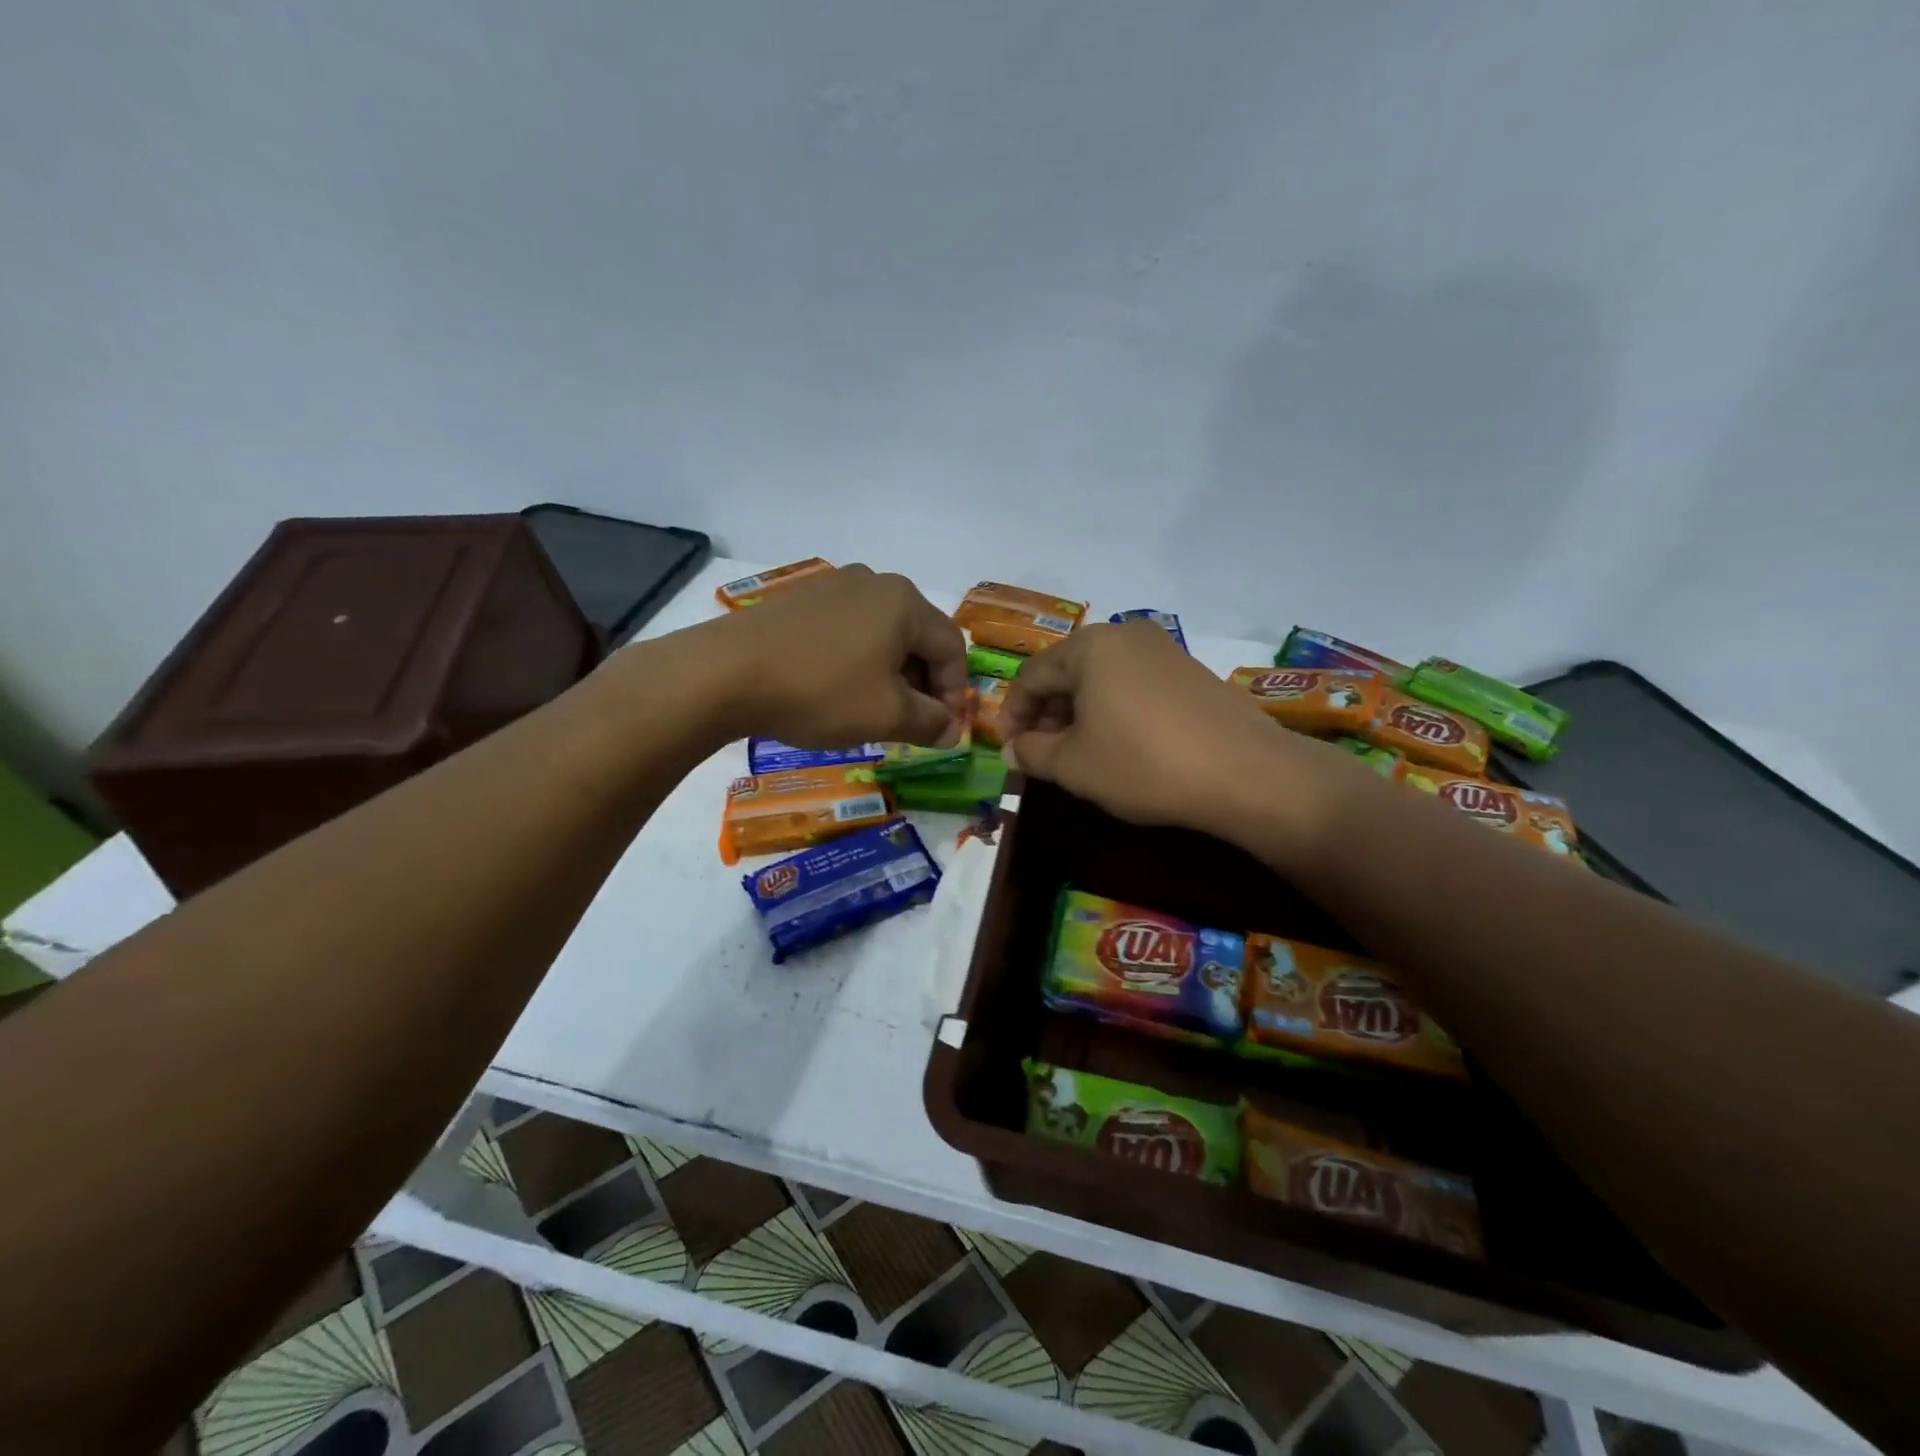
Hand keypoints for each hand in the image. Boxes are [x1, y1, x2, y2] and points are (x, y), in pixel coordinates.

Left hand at [701, 565, 968, 747]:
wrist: (725, 673)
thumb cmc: (820, 691)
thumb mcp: (886, 715)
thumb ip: (930, 723)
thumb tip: (951, 730)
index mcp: (905, 602)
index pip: (952, 647)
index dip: (956, 693)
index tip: (943, 730)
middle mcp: (874, 582)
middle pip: (918, 637)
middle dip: (923, 684)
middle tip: (912, 724)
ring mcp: (833, 587)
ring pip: (882, 634)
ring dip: (890, 675)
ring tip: (874, 711)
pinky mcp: (800, 601)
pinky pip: (848, 631)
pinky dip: (857, 662)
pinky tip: (837, 690)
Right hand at [1000, 622, 1359, 844]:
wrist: (1245, 773)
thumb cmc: (1142, 764)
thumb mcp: (1073, 765)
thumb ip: (1032, 752)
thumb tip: (1013, 749)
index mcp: (1089, 647)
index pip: (1031, 676)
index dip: (1013, 714)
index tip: (1008, 749)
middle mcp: (1126, 636)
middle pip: (1068, 672)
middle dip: (1047, 713)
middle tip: (1040, 753)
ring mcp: (1164, 650)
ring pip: (1102, 678)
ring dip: (1080, 713)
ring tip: (1078, 752)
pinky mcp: (1191, 672)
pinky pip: (1134, 685)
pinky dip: (1114, 710)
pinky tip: (1120, 744)